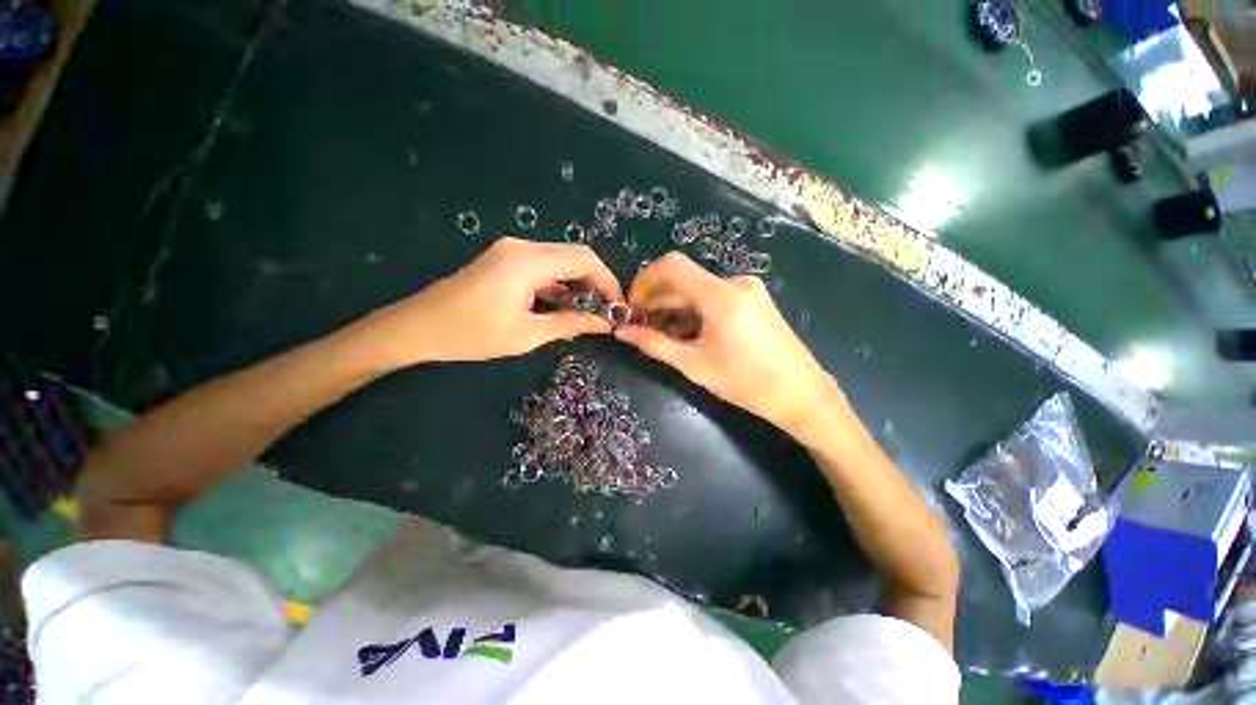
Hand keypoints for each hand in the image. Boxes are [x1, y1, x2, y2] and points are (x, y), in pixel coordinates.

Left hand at [364, 238, 622, 365]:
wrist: (417, 328)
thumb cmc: (471, 334)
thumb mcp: (528, 334)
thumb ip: (571, 324)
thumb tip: (605, 324)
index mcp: (528, 262)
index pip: (585, 259)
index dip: (608, 281)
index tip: (618, 306)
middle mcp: (522, 247)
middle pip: (575, 255)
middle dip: (596, 282)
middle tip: (604, 312)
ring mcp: (511, 251)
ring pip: (560, 261)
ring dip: (577, 284)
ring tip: (584, 313)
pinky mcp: (504, 259)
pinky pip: (543, 266)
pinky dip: (558, 284)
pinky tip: (560, 306)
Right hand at [615, 252, 836, 432]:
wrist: (801, 393)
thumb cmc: (747, 384)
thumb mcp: (695, 366)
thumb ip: (655, 345)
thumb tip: (621, 332)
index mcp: (721, 297)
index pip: (671, 267)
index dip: (644, 281)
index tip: (632, 307)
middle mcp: (734, 283)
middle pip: (683, 279)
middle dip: (657, 299)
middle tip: (640, 326)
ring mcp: (747, 288)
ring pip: (697, 289)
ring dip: (674, 307)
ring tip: (661, 334)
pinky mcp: (753, 298)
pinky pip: (713, 296)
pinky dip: (694, 310)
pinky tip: (686, 332)